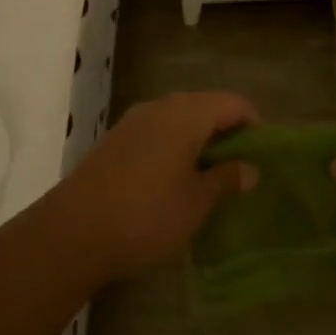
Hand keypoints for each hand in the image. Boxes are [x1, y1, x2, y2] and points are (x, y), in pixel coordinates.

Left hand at [49, 91, 258, 282]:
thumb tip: (249, 168)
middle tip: (239, 170)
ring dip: (199, 142)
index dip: (254, 125)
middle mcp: (161, 107)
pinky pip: (158, 133)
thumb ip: (226, 179)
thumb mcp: (197, 202)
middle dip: (226, 134)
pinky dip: (175, 148)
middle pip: (206, 107)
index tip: (262, 157)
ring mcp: (134, 121)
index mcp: (187, 114)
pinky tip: (174, 182)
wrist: (73, 231)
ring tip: (210, 179)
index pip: (233, 103)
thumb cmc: (147, 214)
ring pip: (180, 120)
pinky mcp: (116, 140)